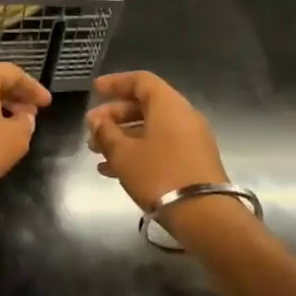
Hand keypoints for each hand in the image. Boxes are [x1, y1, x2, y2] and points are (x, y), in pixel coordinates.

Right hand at [84, 71, 229, 211]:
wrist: (204, 214)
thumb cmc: (159, 175)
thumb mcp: (123, 154)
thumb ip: (106, 133)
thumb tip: (97, 121)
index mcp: (168, 105)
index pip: (140, 80)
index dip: (116, 82)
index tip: (94, 90)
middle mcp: (183, 116)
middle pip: (145, 105)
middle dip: (114, 115)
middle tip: (91, 129)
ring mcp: (191, 140)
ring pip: (151, 128)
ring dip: (122, 136)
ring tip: (96, 152)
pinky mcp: (193, 161)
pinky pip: (160, 146)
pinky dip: (137, 151)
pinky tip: (113, 170)